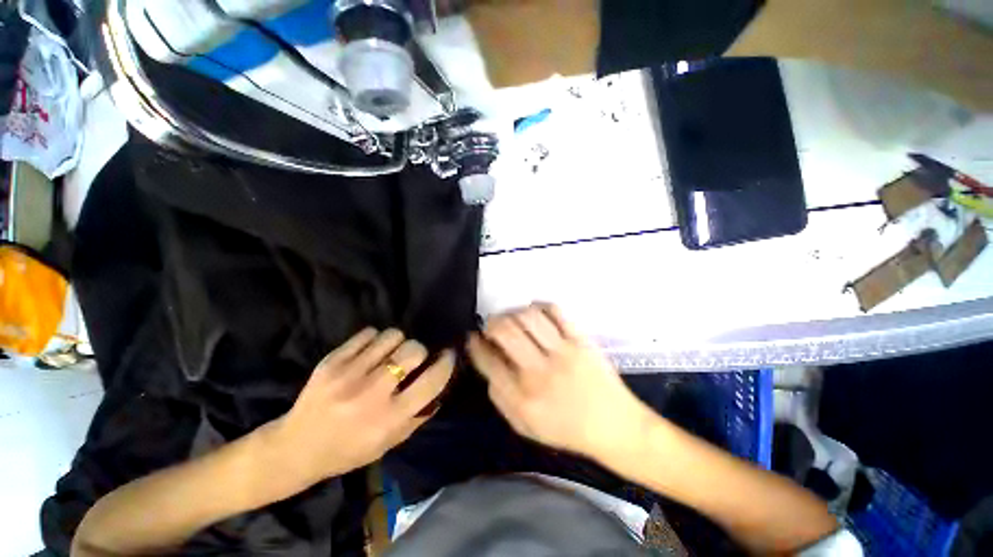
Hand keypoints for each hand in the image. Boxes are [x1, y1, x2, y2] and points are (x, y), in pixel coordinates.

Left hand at [267, 328, 454, 491]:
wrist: (295, 448)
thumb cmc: (348, 451)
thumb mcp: (389, 443)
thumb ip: (418, 415)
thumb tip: (440, 384)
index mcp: (389, 419)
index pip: (431, 381)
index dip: (446, 363)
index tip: (448, 355)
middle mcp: (371, 394)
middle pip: (412, 350)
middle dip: (419, 350)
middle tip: (412, 358)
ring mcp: (348, 375)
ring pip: (391, 336)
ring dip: (397, 342)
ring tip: (389, 354)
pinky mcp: (331, 361)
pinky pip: (368, 334)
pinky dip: (375, 339)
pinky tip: (369, 352)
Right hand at [467, 303, 651, 459]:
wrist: (615, 427)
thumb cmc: (566, 429)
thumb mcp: (524, 426)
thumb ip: (500, 397)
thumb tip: (487, 365)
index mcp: (522, 397)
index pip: (487, 360)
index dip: (475, 344)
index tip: (474, 338)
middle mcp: (539, 371)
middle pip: (505, 331)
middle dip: (491, 323)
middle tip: (492, 326)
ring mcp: (562, 352)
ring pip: (528, 317)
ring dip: (513, 313)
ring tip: (513, 319)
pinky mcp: (581, 340)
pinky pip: (555, 311)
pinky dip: (539, 307)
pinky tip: (535, 314)